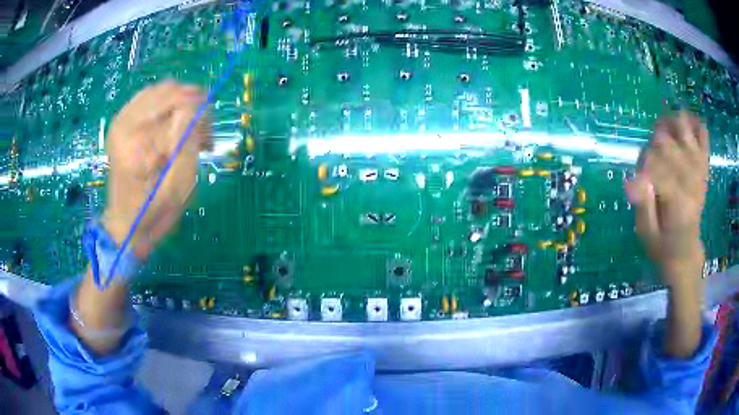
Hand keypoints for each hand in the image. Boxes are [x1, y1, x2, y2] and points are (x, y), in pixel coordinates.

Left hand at [102, 81, 210, 258]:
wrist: (126, 224)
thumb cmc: (154, 212)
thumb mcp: (179, 186)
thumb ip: (188, 143)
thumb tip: (198, 108)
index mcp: (137, 141)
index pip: (180, 104)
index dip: (201, 115)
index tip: (208, 138)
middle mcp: (126, 123)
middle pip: (170, 91)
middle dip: (193, 105)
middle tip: (201, 133)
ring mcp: (121, 120)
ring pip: (162, 89)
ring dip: (181, 103)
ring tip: (187, 128)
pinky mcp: (122, 121)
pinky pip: (149, 95)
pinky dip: (166, 103)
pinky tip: (171, 122)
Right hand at [625, 112, 708, 288]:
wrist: (686, 250)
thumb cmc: (663, 245)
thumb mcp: (647, 234)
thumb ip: (642, 206)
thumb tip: (632, 180)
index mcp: (677, 200)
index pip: (653, 163)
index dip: (641, 166)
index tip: (639, 182)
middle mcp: (691, 178)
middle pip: (664, 140)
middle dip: (651, 147)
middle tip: (650, 166)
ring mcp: (699, 167)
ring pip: (682, 125)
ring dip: (668, 125)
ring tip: (663, 137)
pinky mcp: (704, 164)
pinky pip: (702, 131)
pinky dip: (693, 123)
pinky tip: (683, 131)